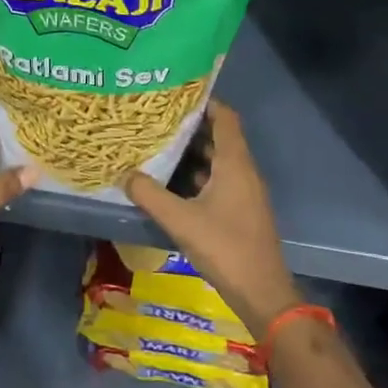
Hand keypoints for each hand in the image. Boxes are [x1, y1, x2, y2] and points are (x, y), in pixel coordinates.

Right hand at [123, 101, 299, 339]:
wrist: (262, 292)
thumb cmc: (225, 247)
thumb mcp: (181, 220)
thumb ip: (150, 195)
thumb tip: (125, 174)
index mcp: (235, 164)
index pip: (225, 117)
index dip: (204, 102)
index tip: (175, 95)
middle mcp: (243, 171)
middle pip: (219, 137)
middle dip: (190, 127)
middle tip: (157, 119)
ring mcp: (244, 192)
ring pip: (217, 161)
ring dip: (192, 152)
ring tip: (158, 144)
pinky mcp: (240, 210)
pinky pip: (218, 180)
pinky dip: (197, 175)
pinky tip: (171, 181)